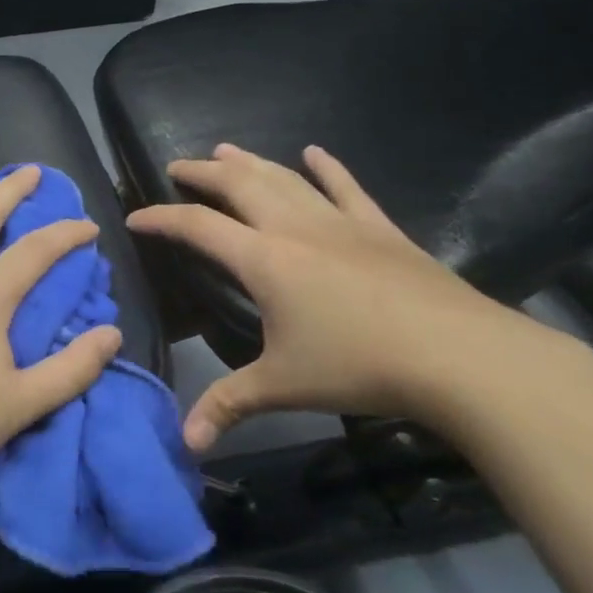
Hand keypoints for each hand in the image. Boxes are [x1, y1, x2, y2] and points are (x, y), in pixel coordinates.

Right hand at [128, 144, 562, 448]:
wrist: (458, 355)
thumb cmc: (359, 365)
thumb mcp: (283, 386)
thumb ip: (229, 405)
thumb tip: (186, 443)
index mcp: (264, 259)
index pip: (197, 227)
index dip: (161, 219)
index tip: (134, 217)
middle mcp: (295, 228)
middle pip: (239, 186)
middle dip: (203, 174)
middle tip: (178, 166)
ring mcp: (341, 223)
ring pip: (285, 179)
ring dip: (251, 162)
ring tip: (225, 150)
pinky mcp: (380, 229)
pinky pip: (347, 188)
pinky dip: (328, 168)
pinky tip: (316, 152)